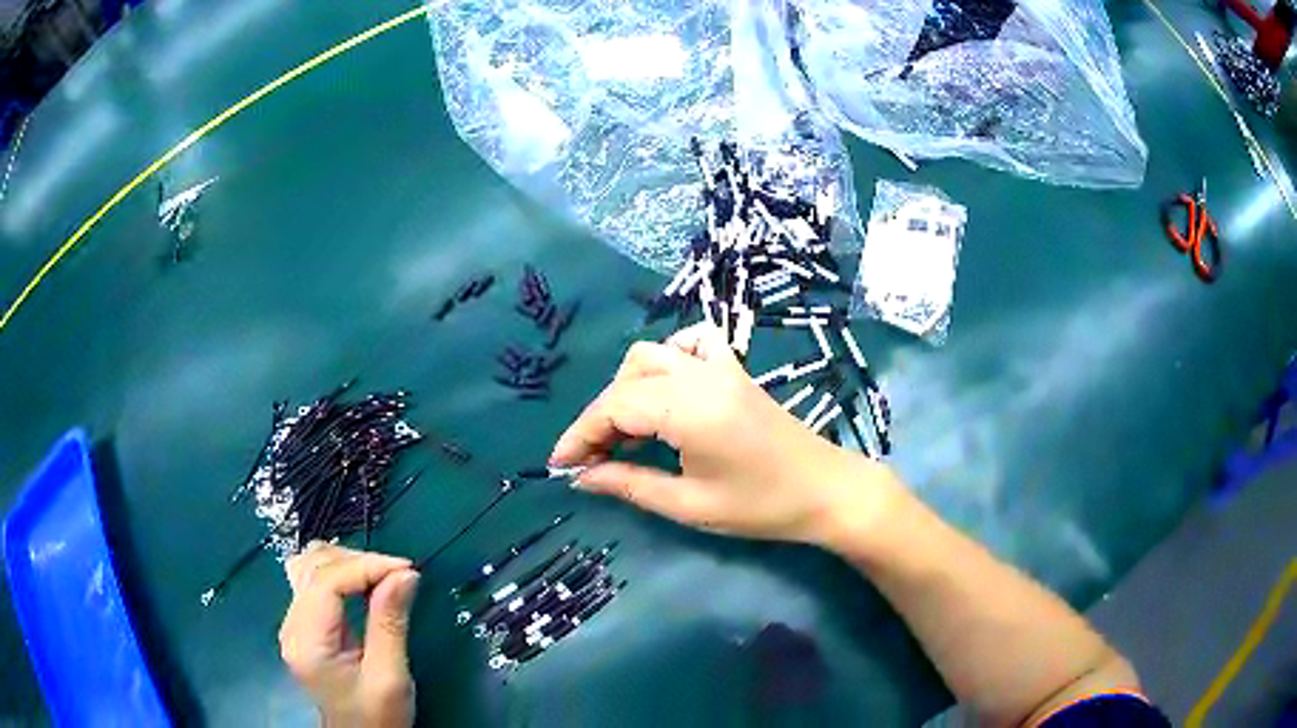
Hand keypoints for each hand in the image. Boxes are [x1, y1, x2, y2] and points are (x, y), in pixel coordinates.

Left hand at [279, 543, 419, 727]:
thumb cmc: (376, 717)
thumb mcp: (389, 676)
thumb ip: (391, 623)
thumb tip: (405, 574)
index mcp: (307, 640)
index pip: (327, 581)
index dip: (366, 566)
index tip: (407, 569)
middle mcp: (292, 625)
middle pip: (314, 566)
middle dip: (358, 562)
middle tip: (400, 575)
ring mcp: (295, 624)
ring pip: (310, 567)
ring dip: (347, 563)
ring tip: (383, 577)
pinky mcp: (304, 626)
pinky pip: (314, 583)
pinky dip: (340, 574)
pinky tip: (362, 583)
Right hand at [550, 323, 897, 545]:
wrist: (826, 490)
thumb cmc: (761, 506)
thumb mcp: (689, 504)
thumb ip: (630, 484)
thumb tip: (582, 477)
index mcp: (688, 409)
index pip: (614, 408)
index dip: (580, 435)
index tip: (560, 465)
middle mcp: (700, 376)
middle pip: (627, 381)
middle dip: (599, 418)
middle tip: (590, 460)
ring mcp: (720, 367)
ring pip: (652, 355)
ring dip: (626, 388)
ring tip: (624, 431)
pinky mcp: (735, 370)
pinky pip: (691, 344)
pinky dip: (668, 358)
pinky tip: (666, 388)